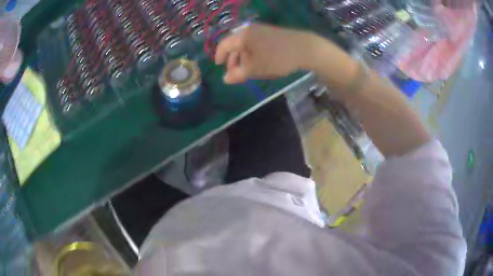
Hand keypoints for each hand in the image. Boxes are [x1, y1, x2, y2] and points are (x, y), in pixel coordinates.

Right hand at [215, 24, 315, 83]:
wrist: (304, 49)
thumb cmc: (276, 59)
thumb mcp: (254, 69)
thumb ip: (237, 74)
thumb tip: (225, 79)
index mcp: (242, 36)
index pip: (224, 45)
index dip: (219, 56)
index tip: (218, 66)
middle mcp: (250, 30)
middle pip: (235, 44)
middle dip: (233, 59)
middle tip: (235, 73)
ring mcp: (262, 30)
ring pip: (246, 45)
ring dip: (243, 57)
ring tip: (247, 70)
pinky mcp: (272, 34)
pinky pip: (256, 43)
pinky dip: (253, 53)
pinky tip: (259, 62)